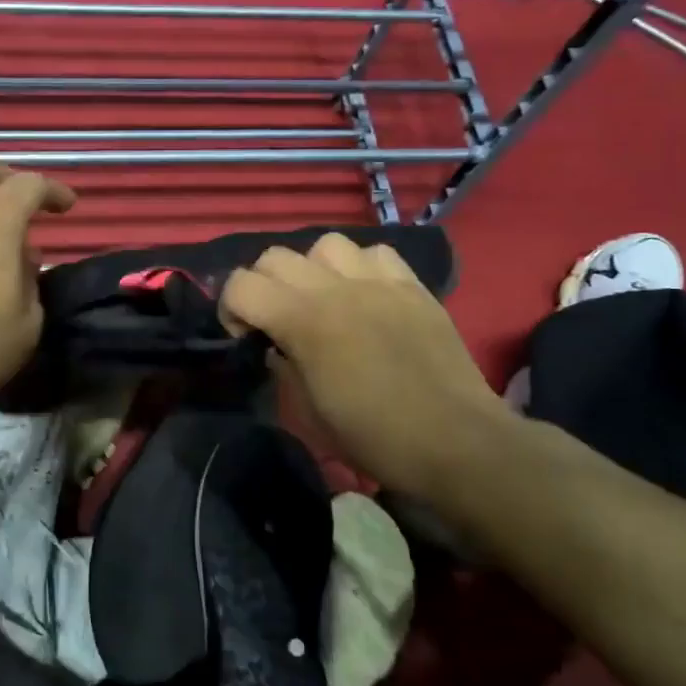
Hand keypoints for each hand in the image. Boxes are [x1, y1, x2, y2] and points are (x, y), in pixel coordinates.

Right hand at [219, 233, 517, 496]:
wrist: (455, 441)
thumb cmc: (375, 437)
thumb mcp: (309, 413)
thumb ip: (283, 368)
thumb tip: (277, 347)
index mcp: (304, 321)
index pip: (241, 285)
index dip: (230, 309)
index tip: (246, 338)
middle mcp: (336, 289)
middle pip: (275, 257)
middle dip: (264, 286)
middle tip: (277, 320)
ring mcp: (378, 282)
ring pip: (325, 244)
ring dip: (312, 269)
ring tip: (323, 300)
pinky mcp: (413, 286)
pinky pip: (376, 253)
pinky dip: (360, 267)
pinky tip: (365, 296)